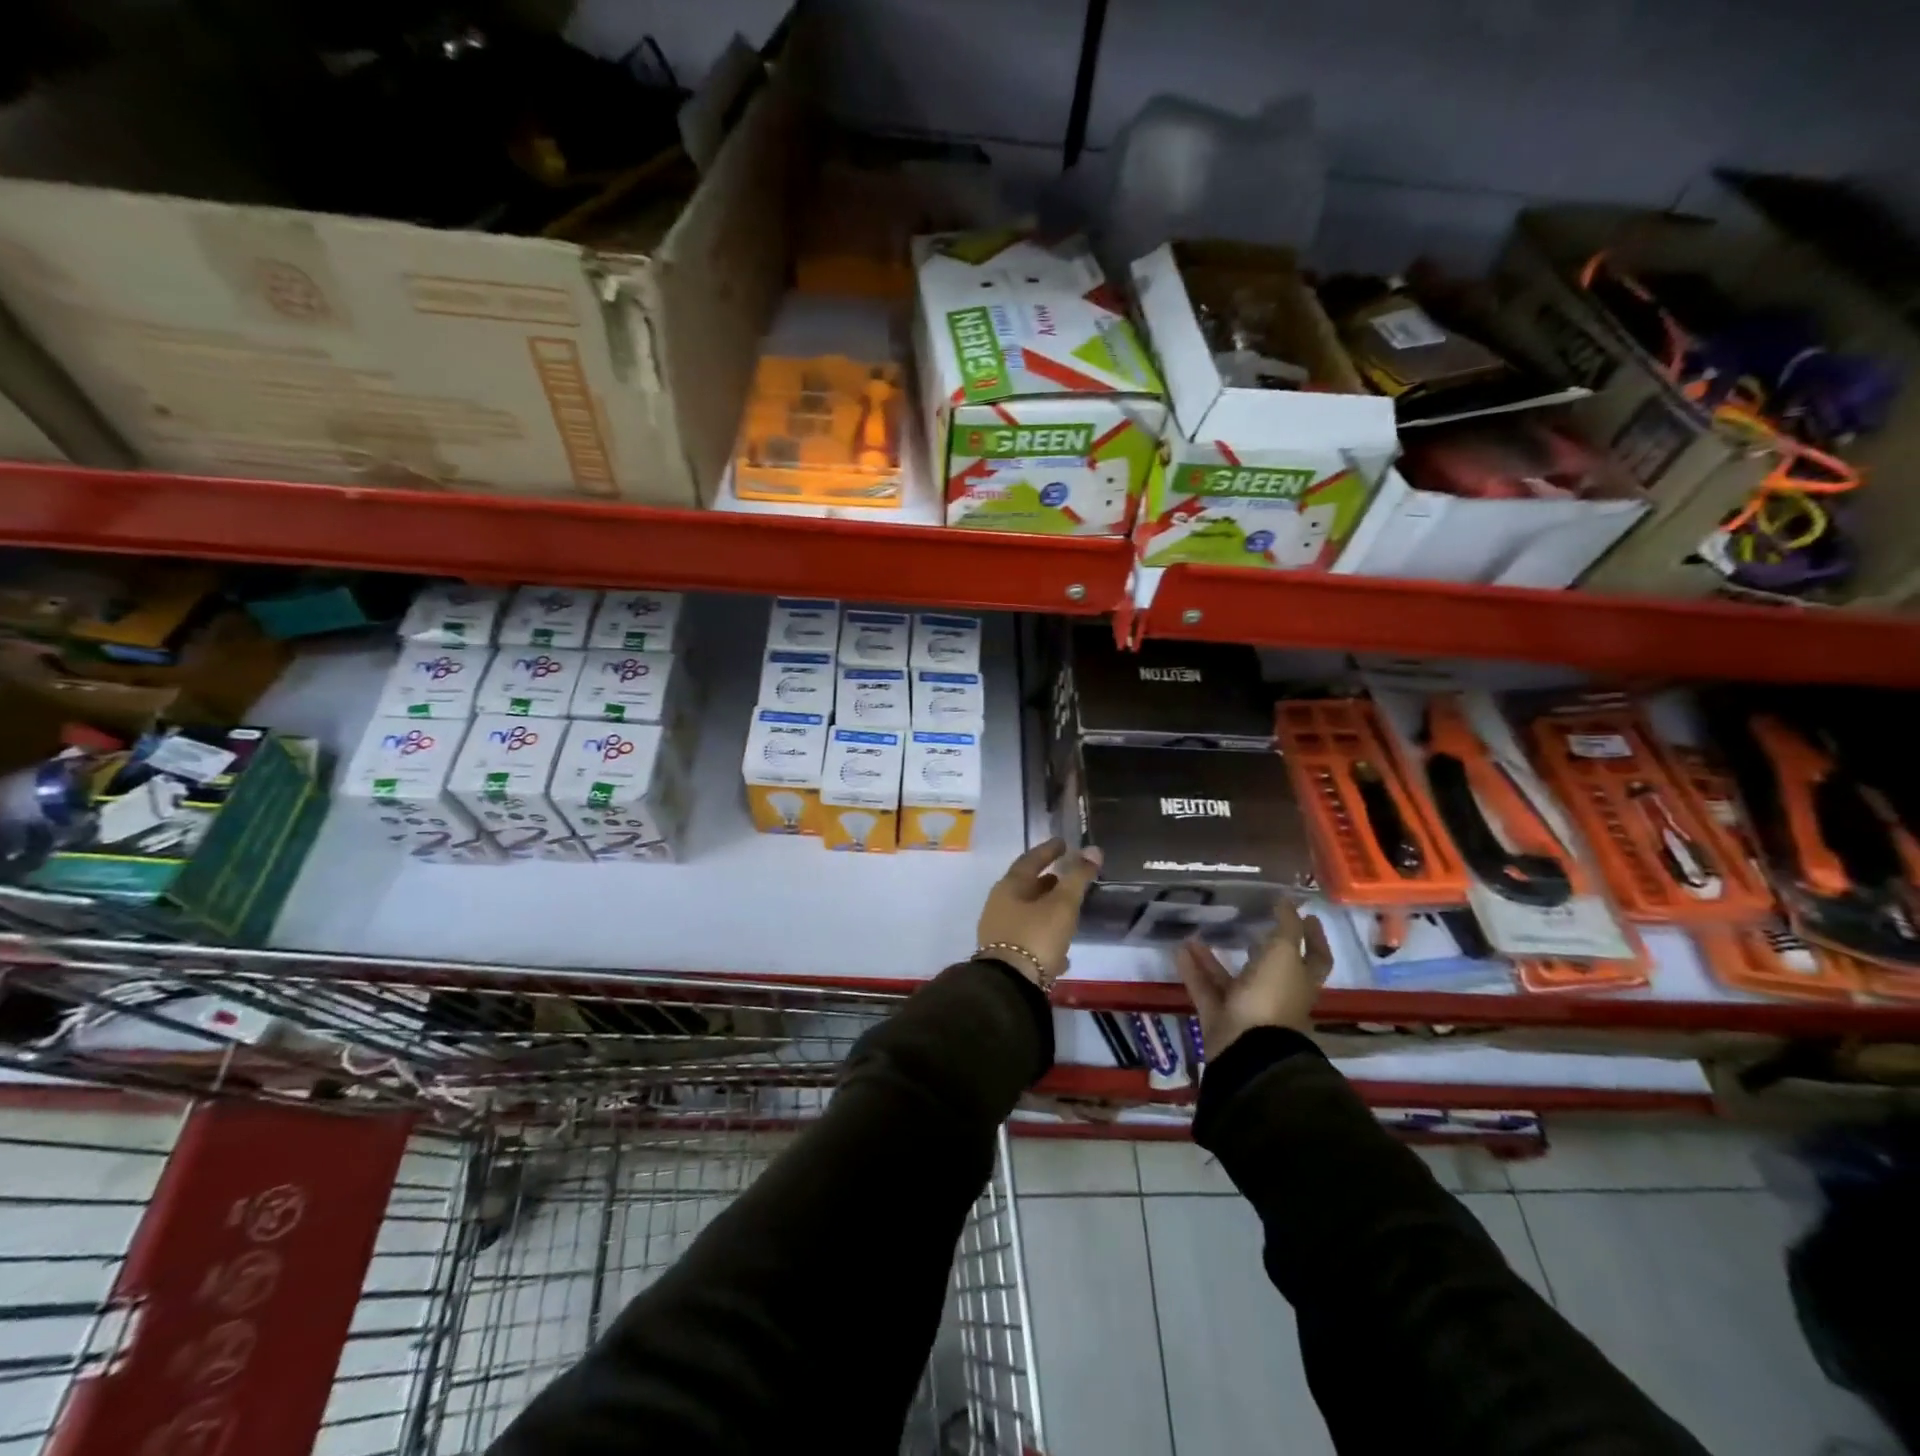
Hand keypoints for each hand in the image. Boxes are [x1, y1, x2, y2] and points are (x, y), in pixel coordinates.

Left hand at [976, 838, 1102, 983]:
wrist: (1009, 987)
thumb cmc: (1036, 936)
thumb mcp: (1062, 905)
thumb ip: (1077, 877)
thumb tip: (1093, 850)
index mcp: (1009, 888)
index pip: (1030, 860)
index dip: (1048, 850)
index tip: (1063, 843)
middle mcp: (1000, 906)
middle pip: (1026, 887)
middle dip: (1047, 881)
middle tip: (1067, 876)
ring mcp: (1000, 932)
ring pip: (1028, 914)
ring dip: (1047, 909)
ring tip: (1069, 911)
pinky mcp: (1006, 957)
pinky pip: (1030, 939)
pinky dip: (1046, 937)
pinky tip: (1063, 953)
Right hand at [1177, 900, 1332, 1054]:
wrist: (1247, 1049)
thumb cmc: (1272, 996)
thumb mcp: (1283, 954)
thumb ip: (1286, 926)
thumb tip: (1288, 900)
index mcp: (1300, 981)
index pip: (1316, 957)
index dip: (1315, 937)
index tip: (1309, 915)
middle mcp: (1276, 994)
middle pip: (1271, 967)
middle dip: (1260, 945)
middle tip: (1247, 920)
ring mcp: (1247, 1008)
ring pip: (1230, 977)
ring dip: (1213, 957)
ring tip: (1196, 931)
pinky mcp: (1220, 1017)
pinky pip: (1205, 988)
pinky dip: (1193, 970)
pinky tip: (1179, 950)